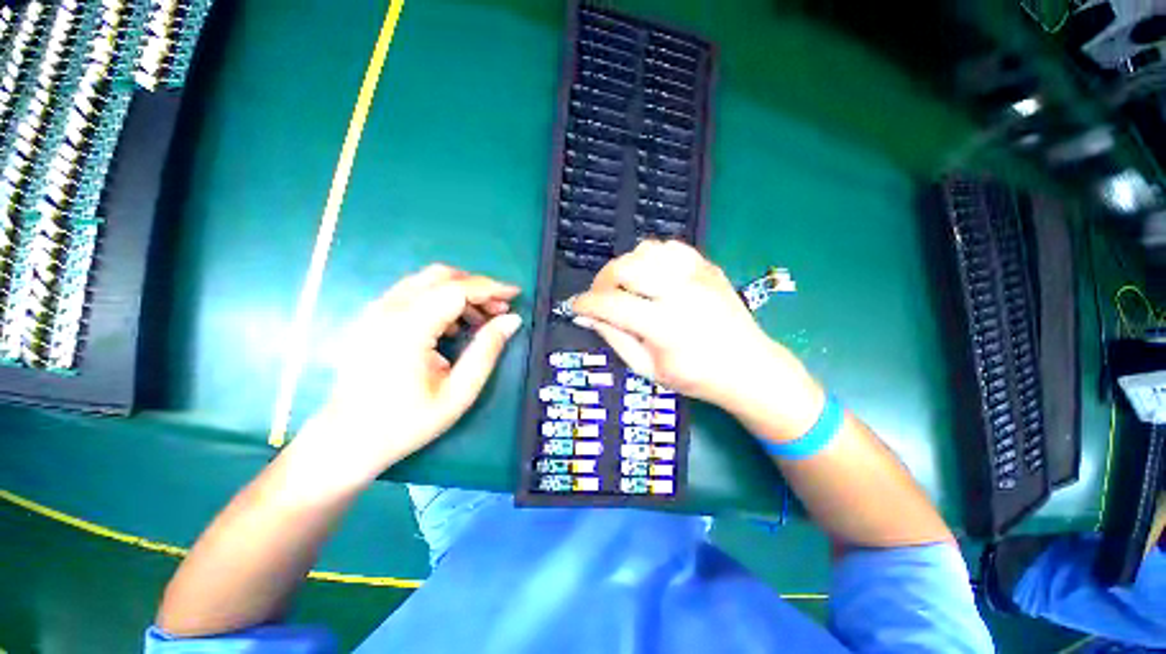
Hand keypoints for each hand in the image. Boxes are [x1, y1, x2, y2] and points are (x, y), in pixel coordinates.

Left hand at [300, 265, 522, 480]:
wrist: (348, 440)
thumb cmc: (407, 422)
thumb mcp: (459, 392)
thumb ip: (487, 350)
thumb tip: (512, 320)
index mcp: (408, 328)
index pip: (457, 290)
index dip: (491, 288)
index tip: (515, 294)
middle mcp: (388, 310)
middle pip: (440, 276)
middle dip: (476, 286)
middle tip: (500, 308)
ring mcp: (375, 311)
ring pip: (426, 281)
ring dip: (459, 292)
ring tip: (481, 319)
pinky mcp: (372, 317)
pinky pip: (412, 293)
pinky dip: (440, 300)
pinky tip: (453, 325)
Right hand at [572, 241, 822, 437]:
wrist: (747, 367)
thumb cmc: (695, 377)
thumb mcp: (647, 369)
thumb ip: (614, 338)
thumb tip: (587, 316)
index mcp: (665, 327)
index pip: (612, 305)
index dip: (586, 303)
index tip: (575, 306)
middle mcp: (680, 293)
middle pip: (626, 268)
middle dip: (601, 281)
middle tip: (599, 297)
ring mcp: (697, 275)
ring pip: (645, 250)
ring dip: (625, 266)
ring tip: (624, 285)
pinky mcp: (707, 267)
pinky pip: (669, 247)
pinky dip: (651, 256)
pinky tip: (650, 274)